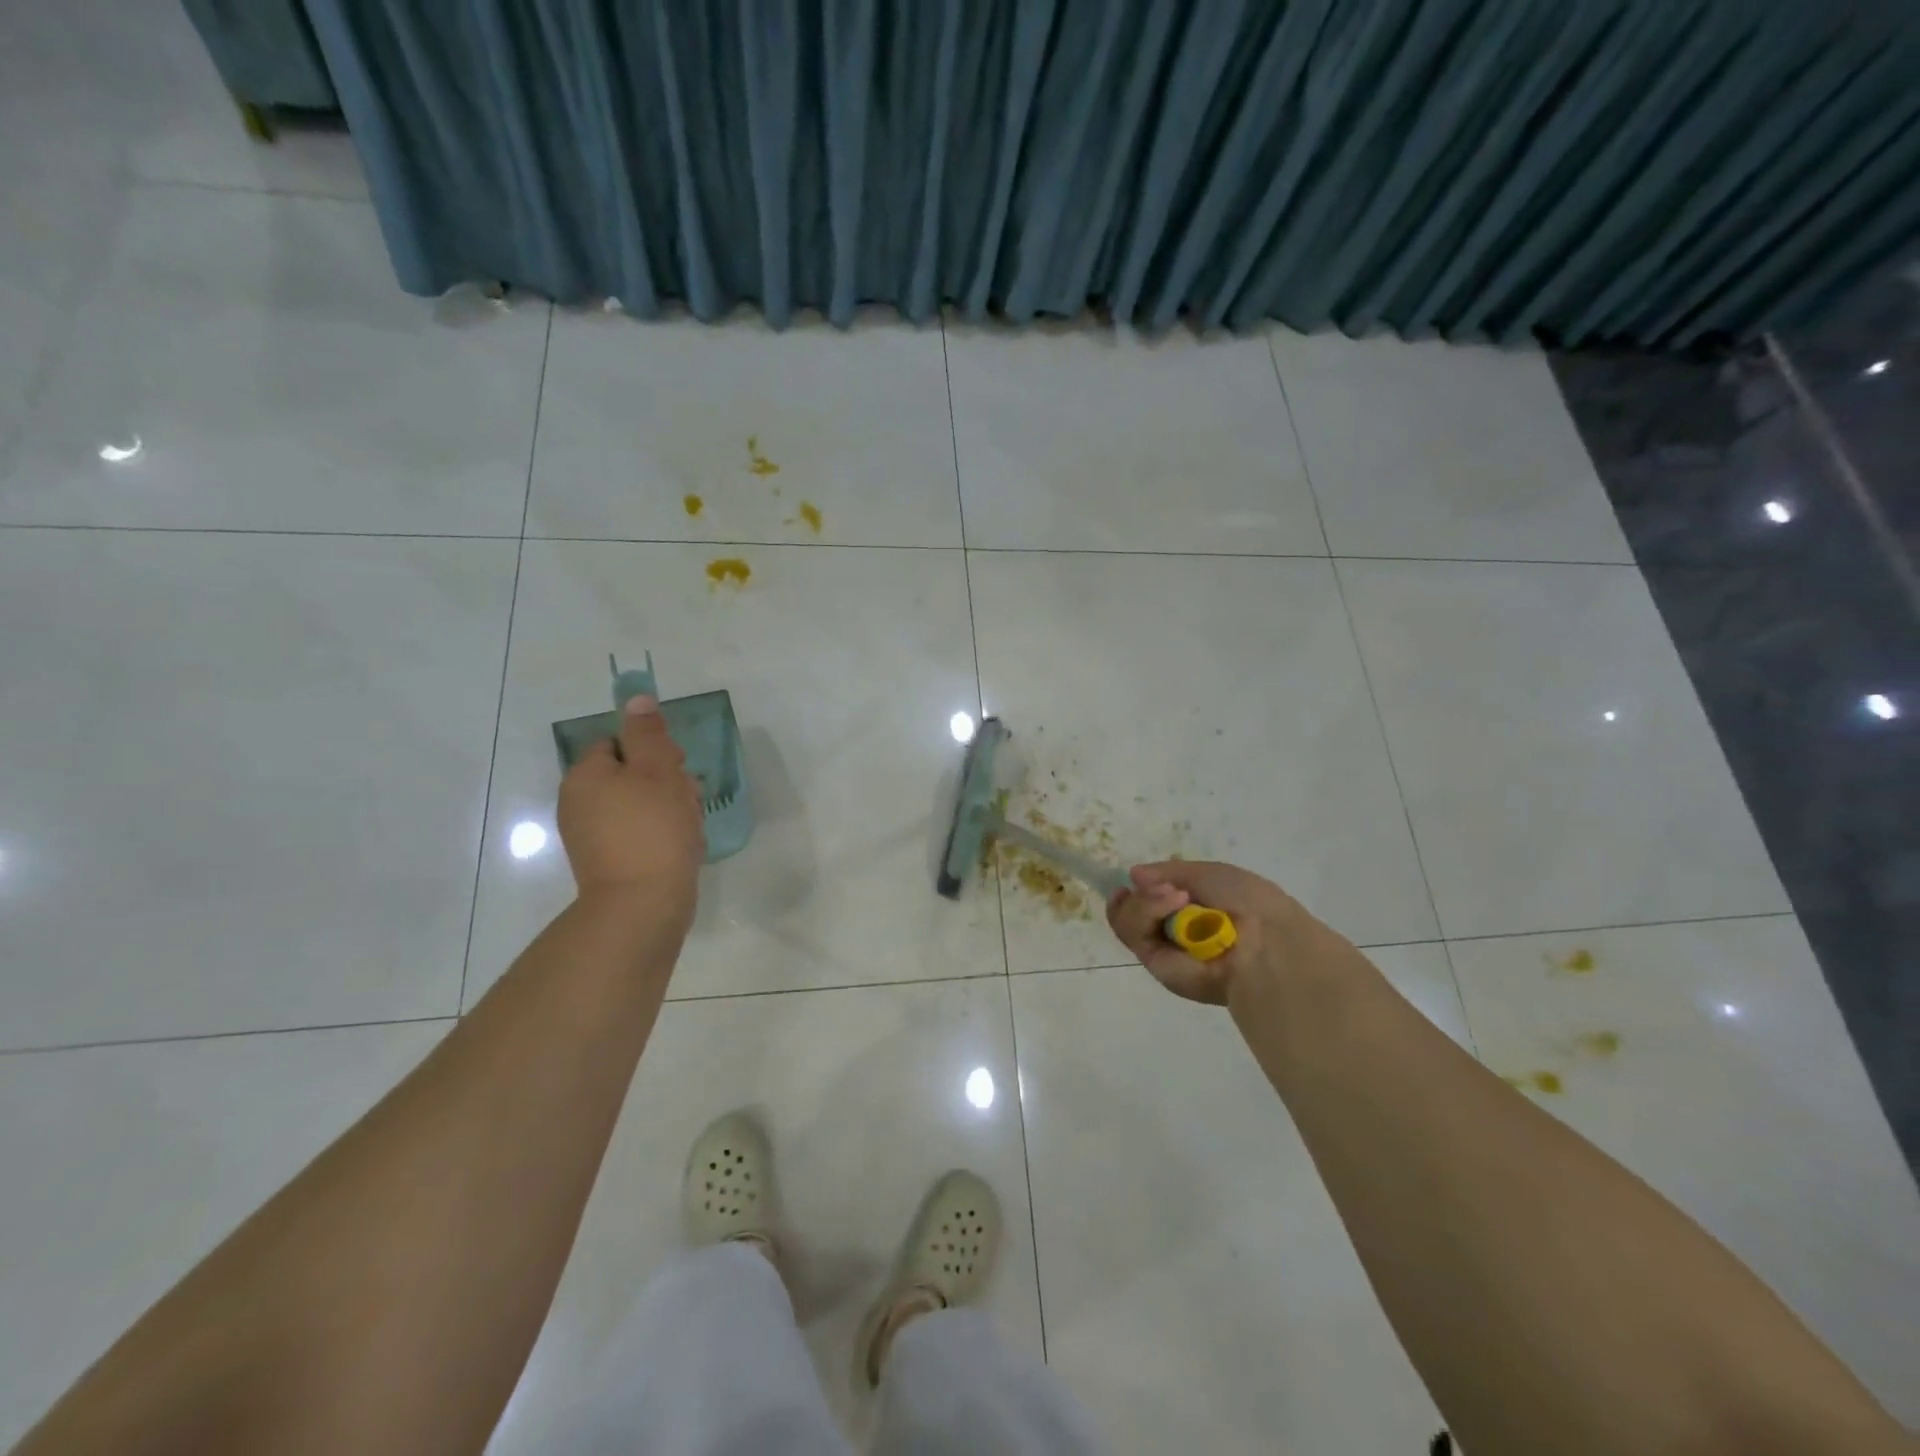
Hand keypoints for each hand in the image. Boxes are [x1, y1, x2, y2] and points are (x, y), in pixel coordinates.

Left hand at [557, 696, 705, 909]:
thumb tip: (636, 697)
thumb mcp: (657, 770)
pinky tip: (683, 848)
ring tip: (691, 828)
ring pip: (640, 805)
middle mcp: (580, 803)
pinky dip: (662, 835)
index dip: (654, 750)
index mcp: (586, 776)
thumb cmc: (653, 830)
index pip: (619, 743)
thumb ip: (648, 732)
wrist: (642, 906)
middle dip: (668, 782)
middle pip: (631, 775)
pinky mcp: (608, 863)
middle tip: (691, 800)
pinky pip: (639, 834)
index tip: (678, 768)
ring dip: (670, 809)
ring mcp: (592, 837)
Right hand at [1106, 860, 1341, 1005]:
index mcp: (1196, 911)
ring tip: (1177, 897)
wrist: (1265, 944)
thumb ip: (1170, 872)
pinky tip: (1172, 904)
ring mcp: (1165, 949)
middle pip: (1135, 907)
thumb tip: (1134, 875)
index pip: (1154, 900)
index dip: (1141, 889)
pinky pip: (1133, 932)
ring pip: (1128, 918)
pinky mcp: (1156, 964)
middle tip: (1168, 889)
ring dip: (1147, 901)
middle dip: (1144, 892)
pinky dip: (1146, 912)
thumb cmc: (1247, 903)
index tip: (1134, 879)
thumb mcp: (1210, 873)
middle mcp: (1177, 932)